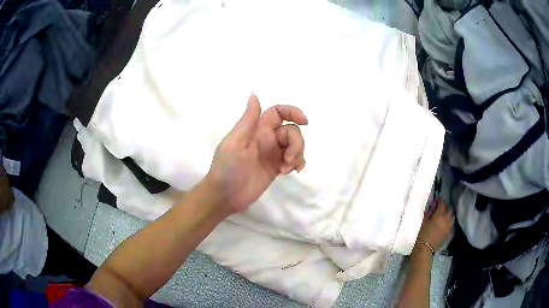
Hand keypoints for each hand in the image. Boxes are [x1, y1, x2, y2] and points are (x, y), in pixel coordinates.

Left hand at [203, 93, 307, 213]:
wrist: (225, 197)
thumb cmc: (227, 169)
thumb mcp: (235, 143)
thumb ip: (248, 120)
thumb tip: (254, 94)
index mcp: (256, 129)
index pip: (278, 113)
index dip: (292, 112)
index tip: (304, 121)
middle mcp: (266, 139)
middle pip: (291, 131)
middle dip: (296, 143)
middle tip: (288, 160)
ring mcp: (272, 154)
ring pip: (295, 145)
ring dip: (297, 155)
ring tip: (286, 169)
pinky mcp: (276, 168)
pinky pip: (293, 160)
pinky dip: (297, 163)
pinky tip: (291, 172)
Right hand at [416, 199, 453, 251]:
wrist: (425, 249)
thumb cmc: (422, 235)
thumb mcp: (424, 222)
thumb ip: (429, 213)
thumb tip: (432, 207)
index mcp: (439, 216)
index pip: (442, 204)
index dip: (440, 201)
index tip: (439, 199)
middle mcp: (446, 220)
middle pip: (449, 210)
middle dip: (446, 207)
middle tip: (442, 207)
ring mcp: (448, 227)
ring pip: (452, 217)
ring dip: (449, 214)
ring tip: (445, 215)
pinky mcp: (449, 234)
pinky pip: (451, 225)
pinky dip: (450, 222)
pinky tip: (446, 224)